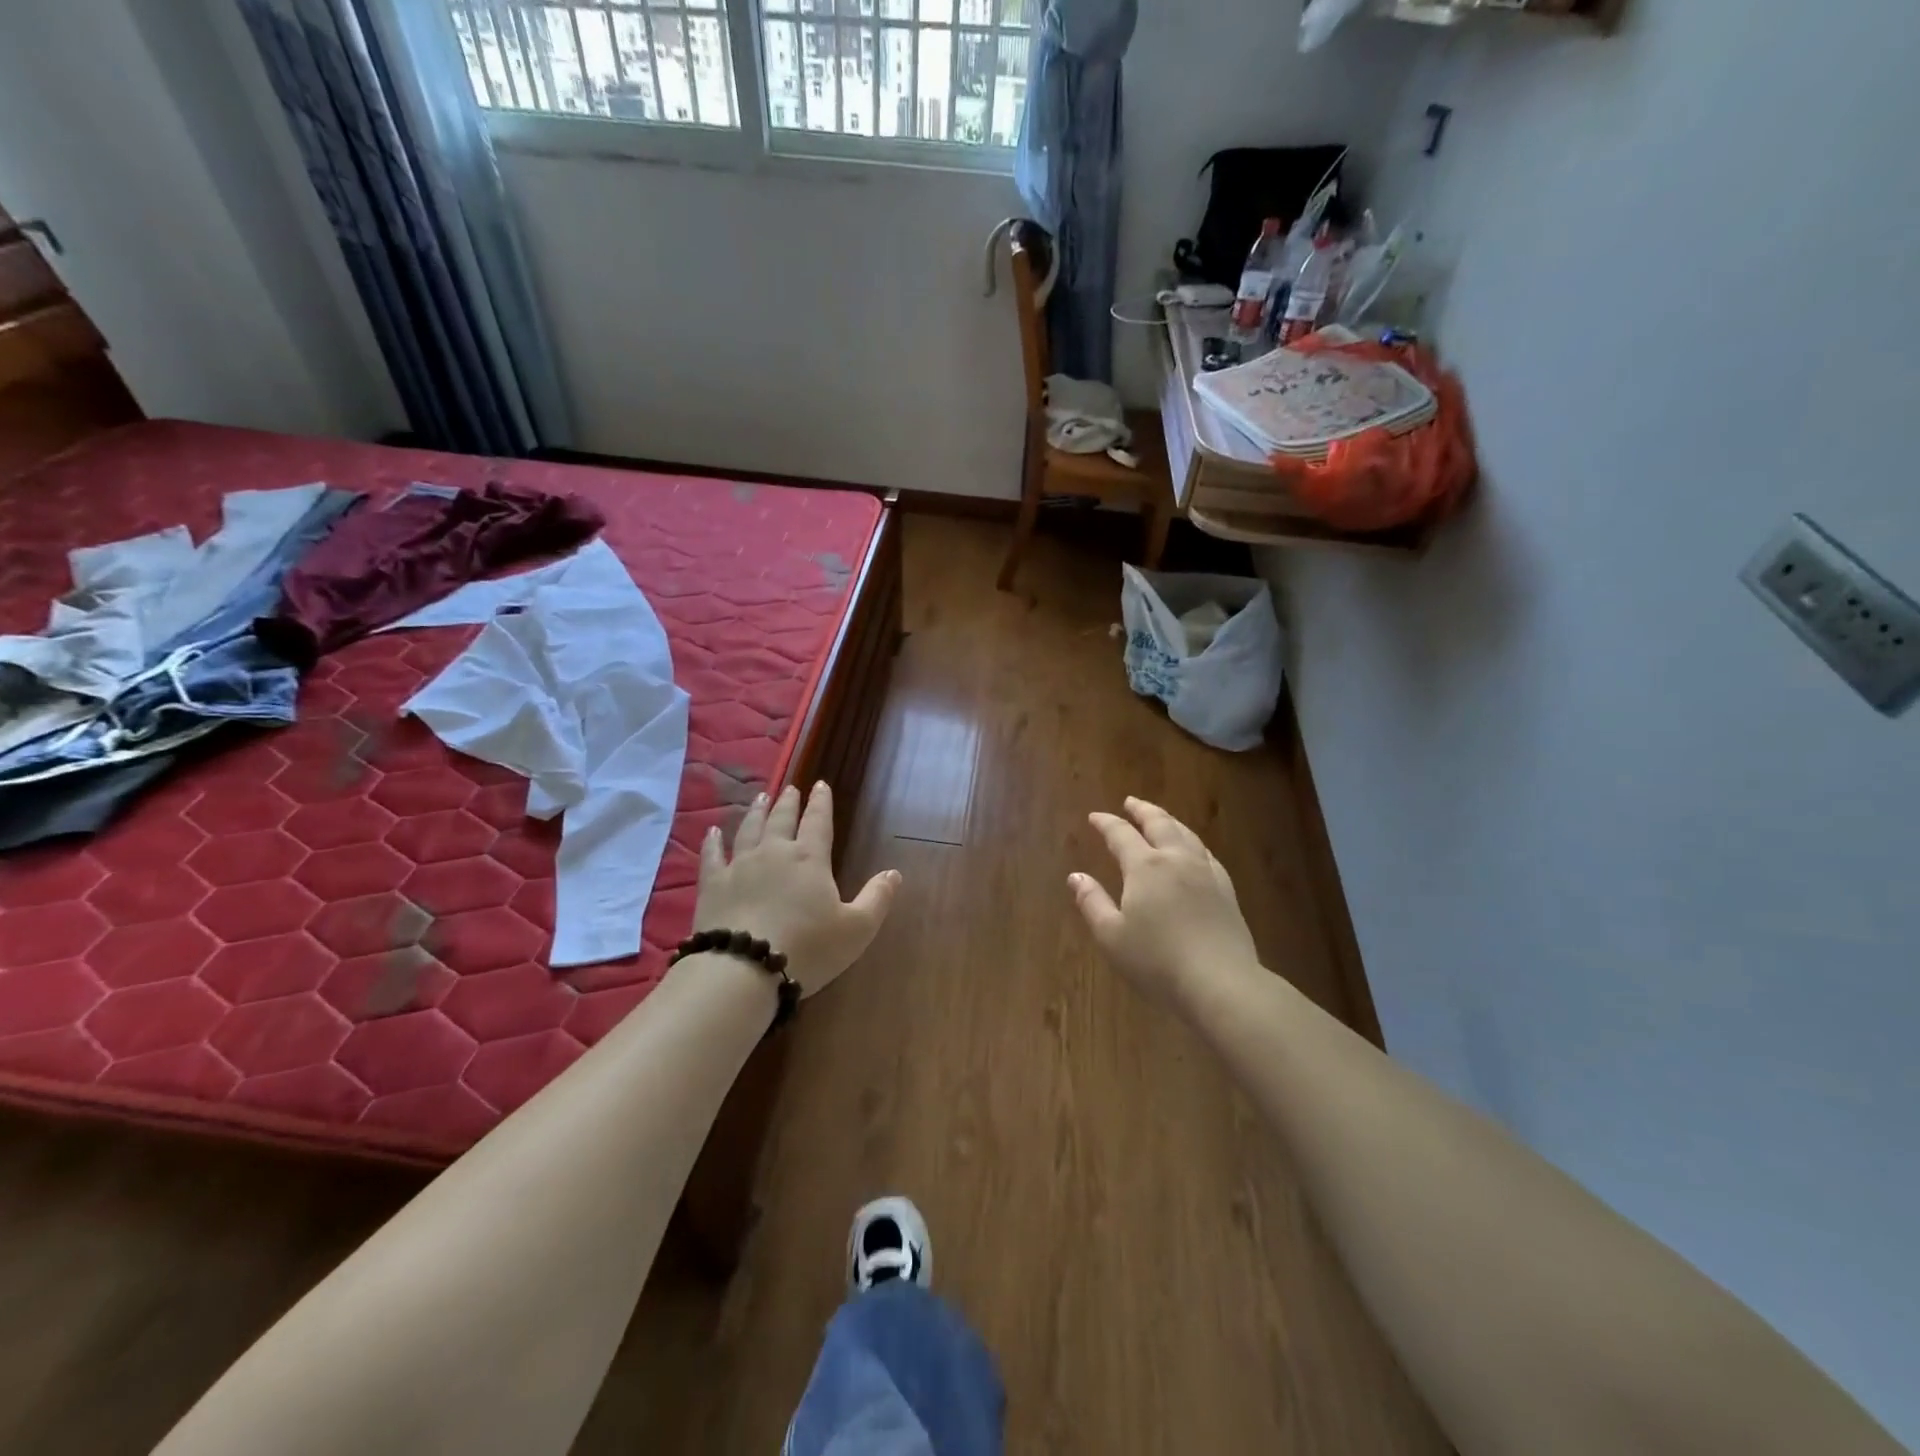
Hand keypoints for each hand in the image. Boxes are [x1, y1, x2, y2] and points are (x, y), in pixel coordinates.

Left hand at [695, 782, 899, 995]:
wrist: (744, 969)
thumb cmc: (808, 948)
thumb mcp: (857, 928)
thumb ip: (877, 898)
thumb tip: (894, 873)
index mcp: (810, 858)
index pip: (818, 821)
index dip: (821, 802)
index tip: (821, 785)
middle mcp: (774, 852)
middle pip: (781, 819)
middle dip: (788, 802)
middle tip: (790, 788)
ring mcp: (739, 866)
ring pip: (748, 830)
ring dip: (756, 812)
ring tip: (760, 798)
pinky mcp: (712, 886)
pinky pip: (711, 856)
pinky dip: (712, 842)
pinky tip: (712, 832)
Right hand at [1070, 797, 1261, 1013]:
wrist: (1221, 983)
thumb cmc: (1157, 962)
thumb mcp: (1112, 936)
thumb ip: (1092, 902)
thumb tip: (1075, 875)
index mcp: (1145, 867)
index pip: (1121, 835)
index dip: (1106, 823)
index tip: (1095, 816)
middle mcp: (1176, 860)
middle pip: (1159, 824)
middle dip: (1142, 810)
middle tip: (1131, 802)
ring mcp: (1206, 873)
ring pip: (1186, 834)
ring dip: (1169, 821)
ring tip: (1160, 818)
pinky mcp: (1226, 891)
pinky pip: (1207, 854)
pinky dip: (1193, 843)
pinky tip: (1194, 850)